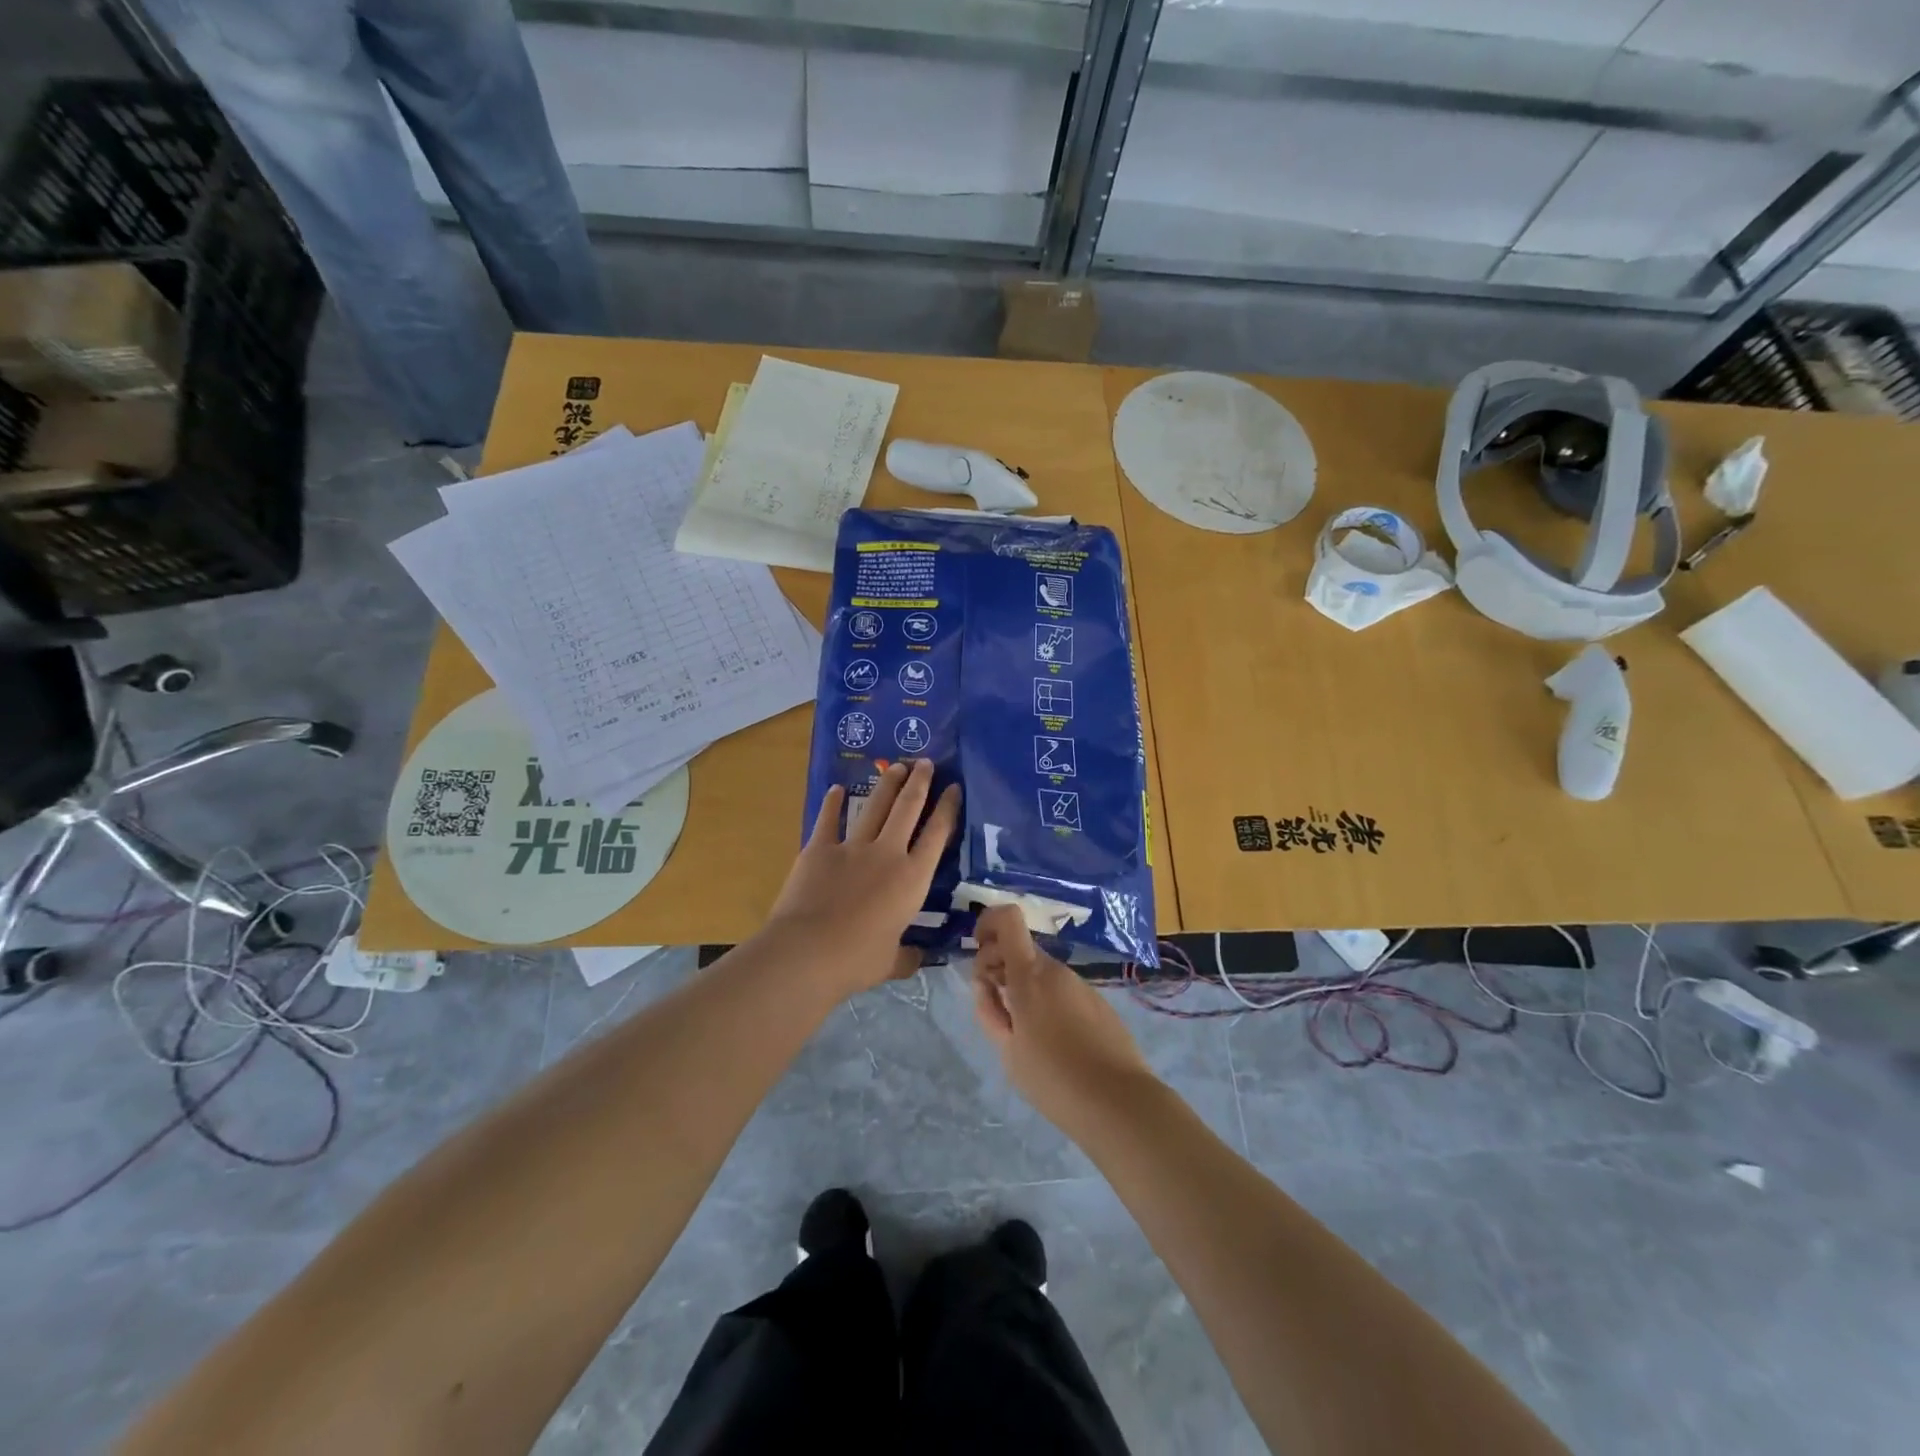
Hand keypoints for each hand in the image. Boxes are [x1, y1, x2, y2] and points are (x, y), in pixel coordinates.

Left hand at [765, 759, 960, 994]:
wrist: (808, 951)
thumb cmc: (856, 960)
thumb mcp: (891, 962)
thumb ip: (906, 956)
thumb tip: (916, 959)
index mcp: (912, 880)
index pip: (937, 836)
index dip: (948, 809)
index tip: (954, 788)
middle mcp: (888, 854)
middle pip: (908, 809)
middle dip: (919, 783)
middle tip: (925, 762)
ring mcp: (852, 847)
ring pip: (875, 807)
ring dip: (887, 784)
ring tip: (897, 766)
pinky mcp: (819, 849)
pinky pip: (829, 820)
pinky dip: (832, 803)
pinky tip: (837, 788)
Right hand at [971, 905, 1158, 1133]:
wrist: (1120, 1102)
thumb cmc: (1054, 1079)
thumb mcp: (1008, 1051)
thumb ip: (989, 1011)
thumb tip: (984, 983)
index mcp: (1030, 975)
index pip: (1009, 919)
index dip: (988, 922)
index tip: (978, 949)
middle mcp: (1056, 970)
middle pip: (1021, 949)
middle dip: (1000, 966)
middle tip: (995, 1005)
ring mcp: (1080, 985)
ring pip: (1041, 972)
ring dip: (1023, 987)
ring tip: (1022, 1032)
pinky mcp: (1098, 1003)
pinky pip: (1061, 989)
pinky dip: (1046, 1000)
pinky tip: (1051, 1041)